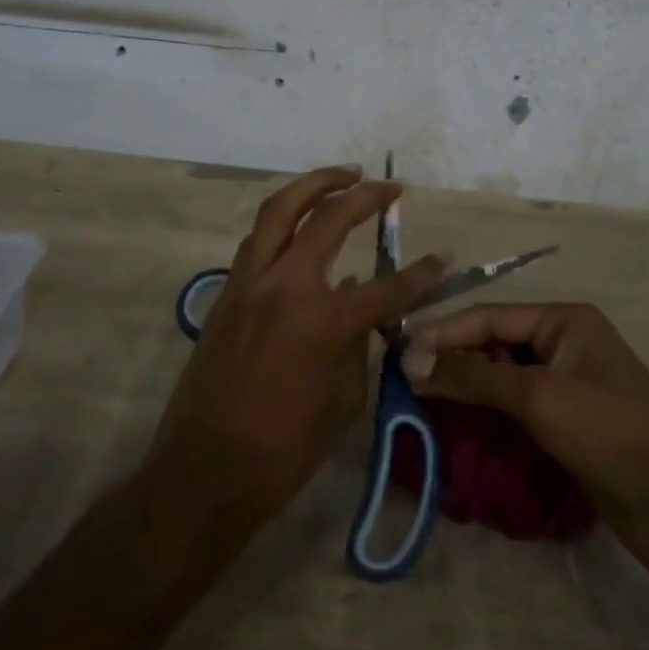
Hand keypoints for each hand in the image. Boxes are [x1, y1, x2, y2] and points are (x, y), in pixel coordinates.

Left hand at [147, 167, 446, 530]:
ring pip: (279, 211)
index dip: (422, 275)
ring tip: (342, 177)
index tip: (445, 259)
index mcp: (323, 321)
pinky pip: (258, 241)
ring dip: (313, 186)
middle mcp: (285, 287)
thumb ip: (357, 345)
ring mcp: (249, 284)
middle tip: (389, 186)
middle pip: (328, 219)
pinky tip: (300, 226)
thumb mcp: (343, 402)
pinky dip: (283, 221)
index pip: (387, 287)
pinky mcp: (227, 294)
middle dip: (364, 195)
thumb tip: (359, 308)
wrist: (203, 472)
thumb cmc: (283, 450)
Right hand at [404, 303, 648, 583]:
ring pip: (501, 382)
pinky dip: (485, 421)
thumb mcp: (539, 398)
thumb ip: (473, 376)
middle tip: (401, 386)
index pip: (488, 318)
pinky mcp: (567, 427)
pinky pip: (515, 414)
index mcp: (563, 321)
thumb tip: (410, 359)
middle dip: (451, 364)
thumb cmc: (612, 433)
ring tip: (417, 410)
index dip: (442, 334)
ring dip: (464, 394)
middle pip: (493, 347)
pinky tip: (454, 435)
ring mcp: (566, 388)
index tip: (396, 355)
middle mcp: (563, 345)